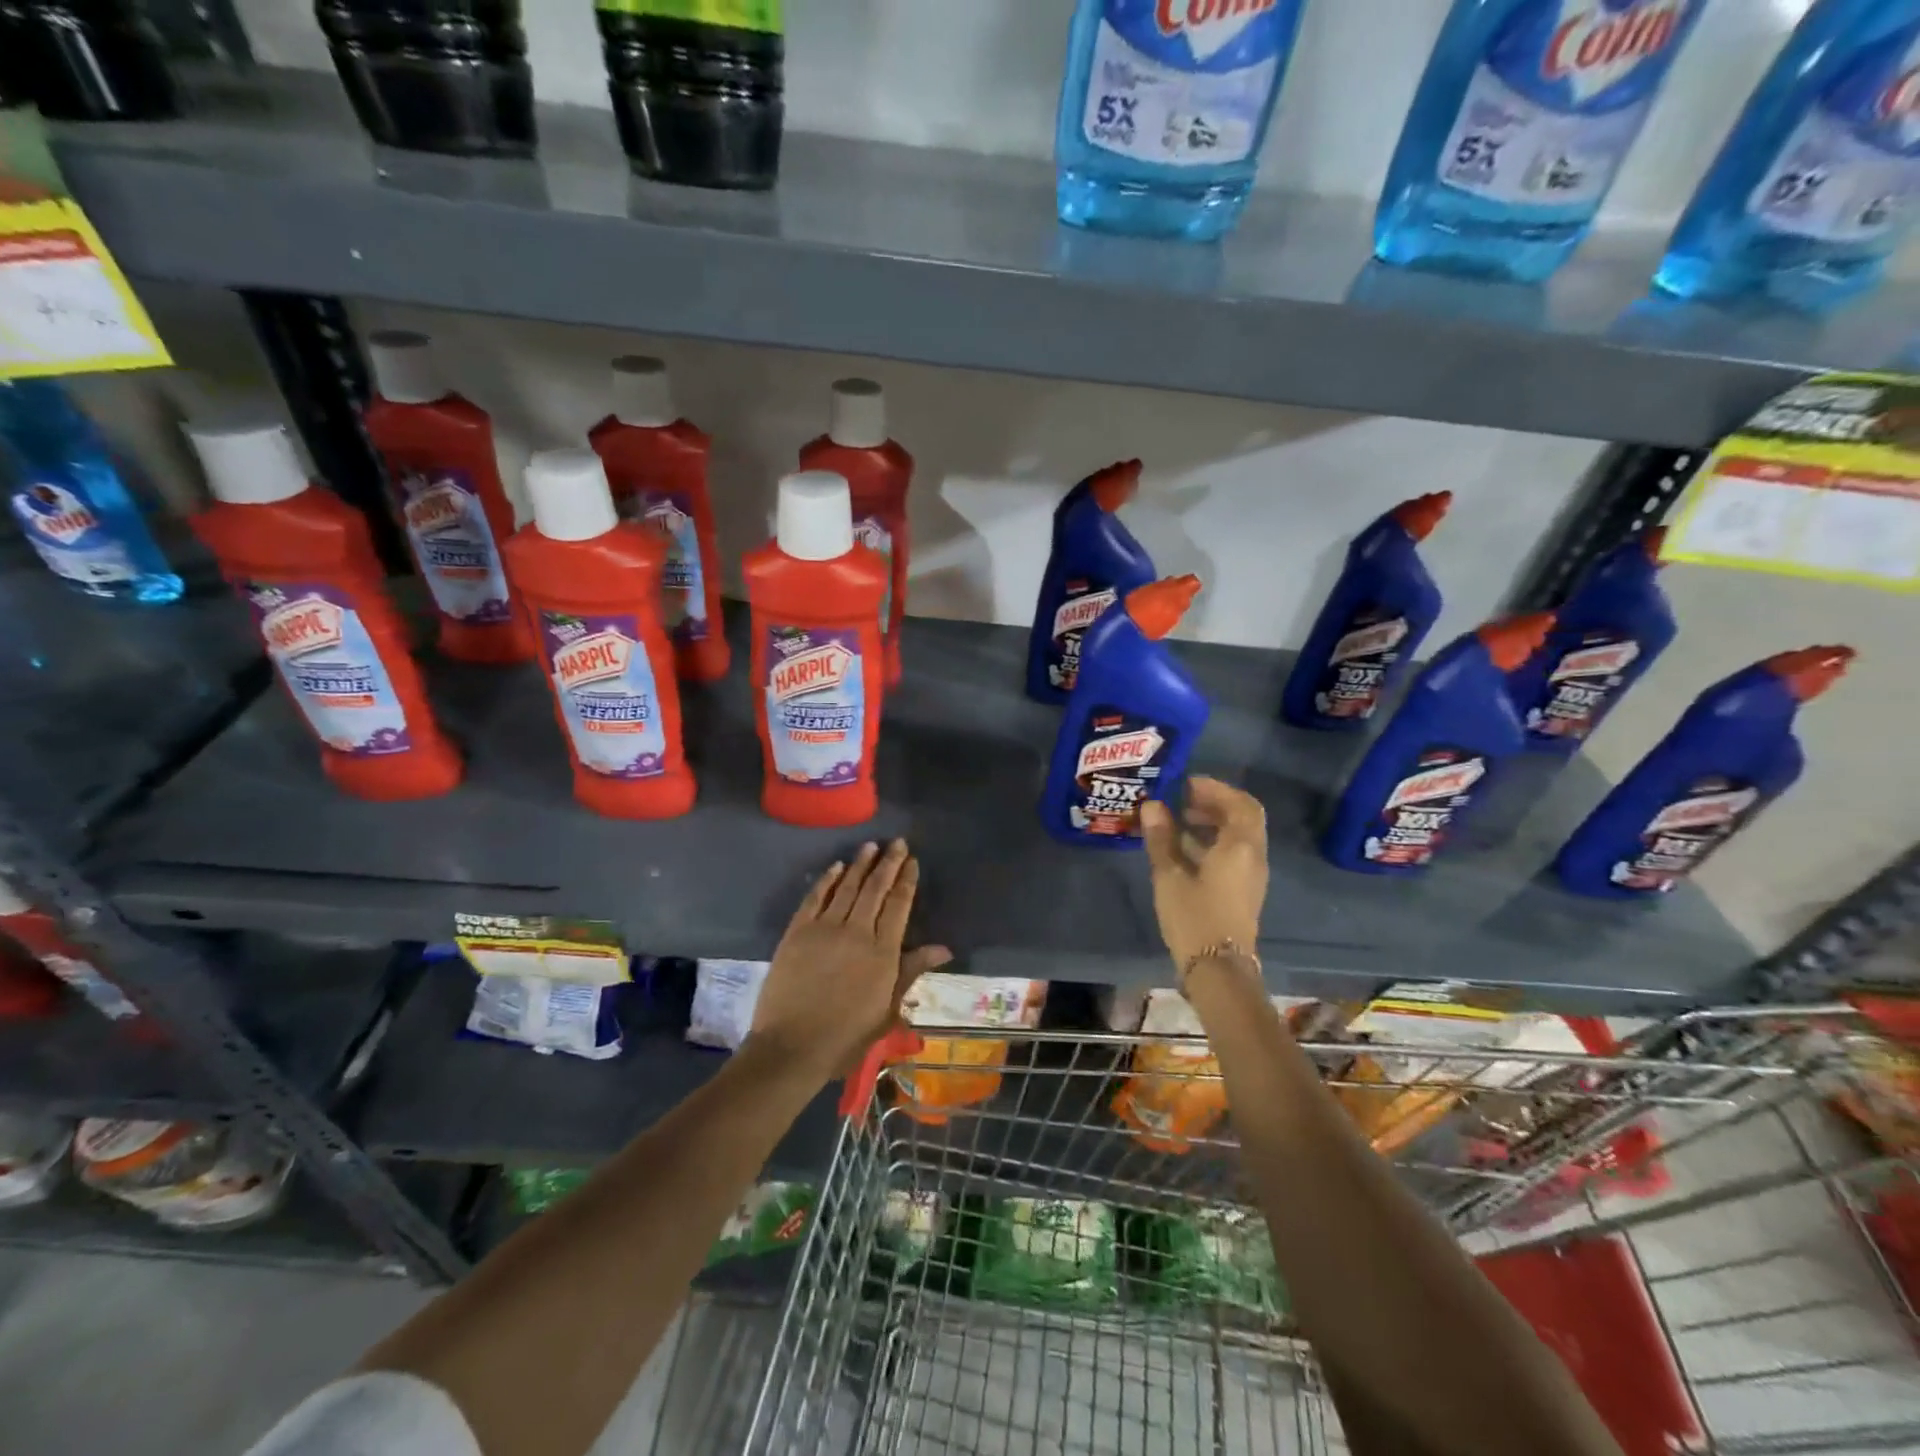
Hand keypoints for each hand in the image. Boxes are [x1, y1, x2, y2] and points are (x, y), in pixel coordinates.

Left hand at [749, 839, 951, 1082]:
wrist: (792, 1047)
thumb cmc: (846, 1036)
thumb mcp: (888, 1009)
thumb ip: (911, 971)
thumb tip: (943, 948)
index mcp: (883, 952)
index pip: (899, 905)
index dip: (906, 880)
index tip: (912, 861)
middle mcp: (857, 931)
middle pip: (876, 889)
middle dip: (888, 863)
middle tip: (897, 842)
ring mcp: (825, 928)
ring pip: (848, 887)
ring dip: (861, 864)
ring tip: (871, 845)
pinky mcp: (798, 932)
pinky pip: (816, 897)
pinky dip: (828, 880)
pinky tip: (837, 867)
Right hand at [1139, 777, 1267, 984]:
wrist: (1218, 970)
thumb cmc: (1194, 917)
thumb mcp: (1170, 876)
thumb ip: (1161, 838)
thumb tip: (1153, 805)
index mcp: (1241, 847)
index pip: (1239, 804)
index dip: (1215, 789)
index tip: (1186, 784)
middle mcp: (1253, 857)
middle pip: (1243, 818)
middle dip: (1214, 804)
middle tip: (1183, 799)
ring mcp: (1251, 877)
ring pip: (1238, 837)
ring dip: (1213, 823)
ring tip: (1178, 821)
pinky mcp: (1242, 892)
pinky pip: (1233, 855)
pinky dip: (1213, 842)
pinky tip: (1183, 849)